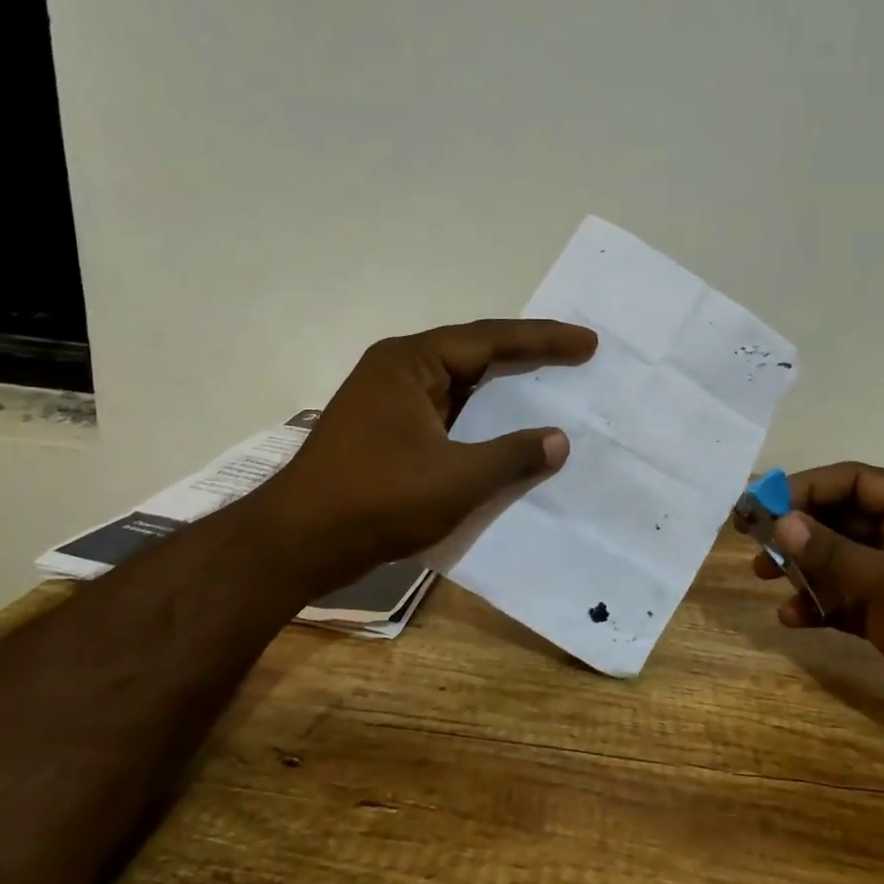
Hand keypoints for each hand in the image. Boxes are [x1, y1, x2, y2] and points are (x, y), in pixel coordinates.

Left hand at [263, 319, 596, 587]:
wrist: (297, 544)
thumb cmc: (376, 500)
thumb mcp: (456, 479)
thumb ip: (513, 456)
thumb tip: (559, 440)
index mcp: (410, 363)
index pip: (489, 339)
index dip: (543, 340)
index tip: (587, 344)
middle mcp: (398, 372)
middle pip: (474, 355)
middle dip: (527, 357)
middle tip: (577, 357)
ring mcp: (389, 403)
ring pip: (460, 387)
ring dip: (503, 391)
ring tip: (551, 388)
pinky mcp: (386, 433)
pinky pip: (447, 415)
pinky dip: (481, 421)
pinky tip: (506, 433)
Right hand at [746, 463, 883, 750]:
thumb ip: (839, 556)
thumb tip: (781, 523)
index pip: (852, 482)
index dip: (806, 488)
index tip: (763, 506)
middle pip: (838, 520)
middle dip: (796, 529)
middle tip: (754, 542)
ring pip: (835, 562)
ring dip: (801, 568)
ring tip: (765, 578)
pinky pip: (842, 602)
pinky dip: (816, 607)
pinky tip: (793, 618)